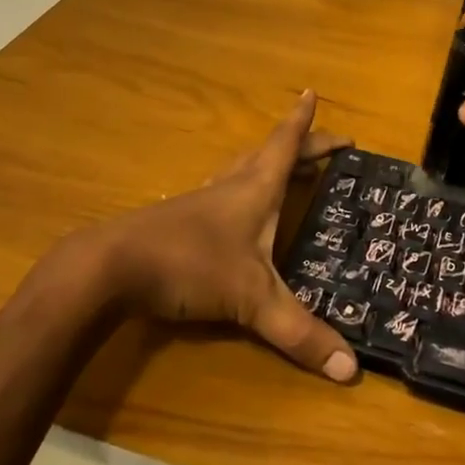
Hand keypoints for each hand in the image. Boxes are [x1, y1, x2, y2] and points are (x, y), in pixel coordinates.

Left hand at [75, 91, 358, 382]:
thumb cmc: (191, 264)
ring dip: (267, 163)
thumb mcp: (252, 300)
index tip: (313, 93)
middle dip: (299, 145)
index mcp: (256, 187)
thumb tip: (352, 370)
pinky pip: (223, 193)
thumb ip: (300, 332)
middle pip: (269, 153)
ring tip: (284, 170)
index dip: (304, 122)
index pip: (286, 144)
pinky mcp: (181, 221)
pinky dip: (241, 191)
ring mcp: (203, 201)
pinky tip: (235, 212)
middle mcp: (231, 185)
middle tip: (325, 146)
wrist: (112, 267)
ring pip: (242, 170)